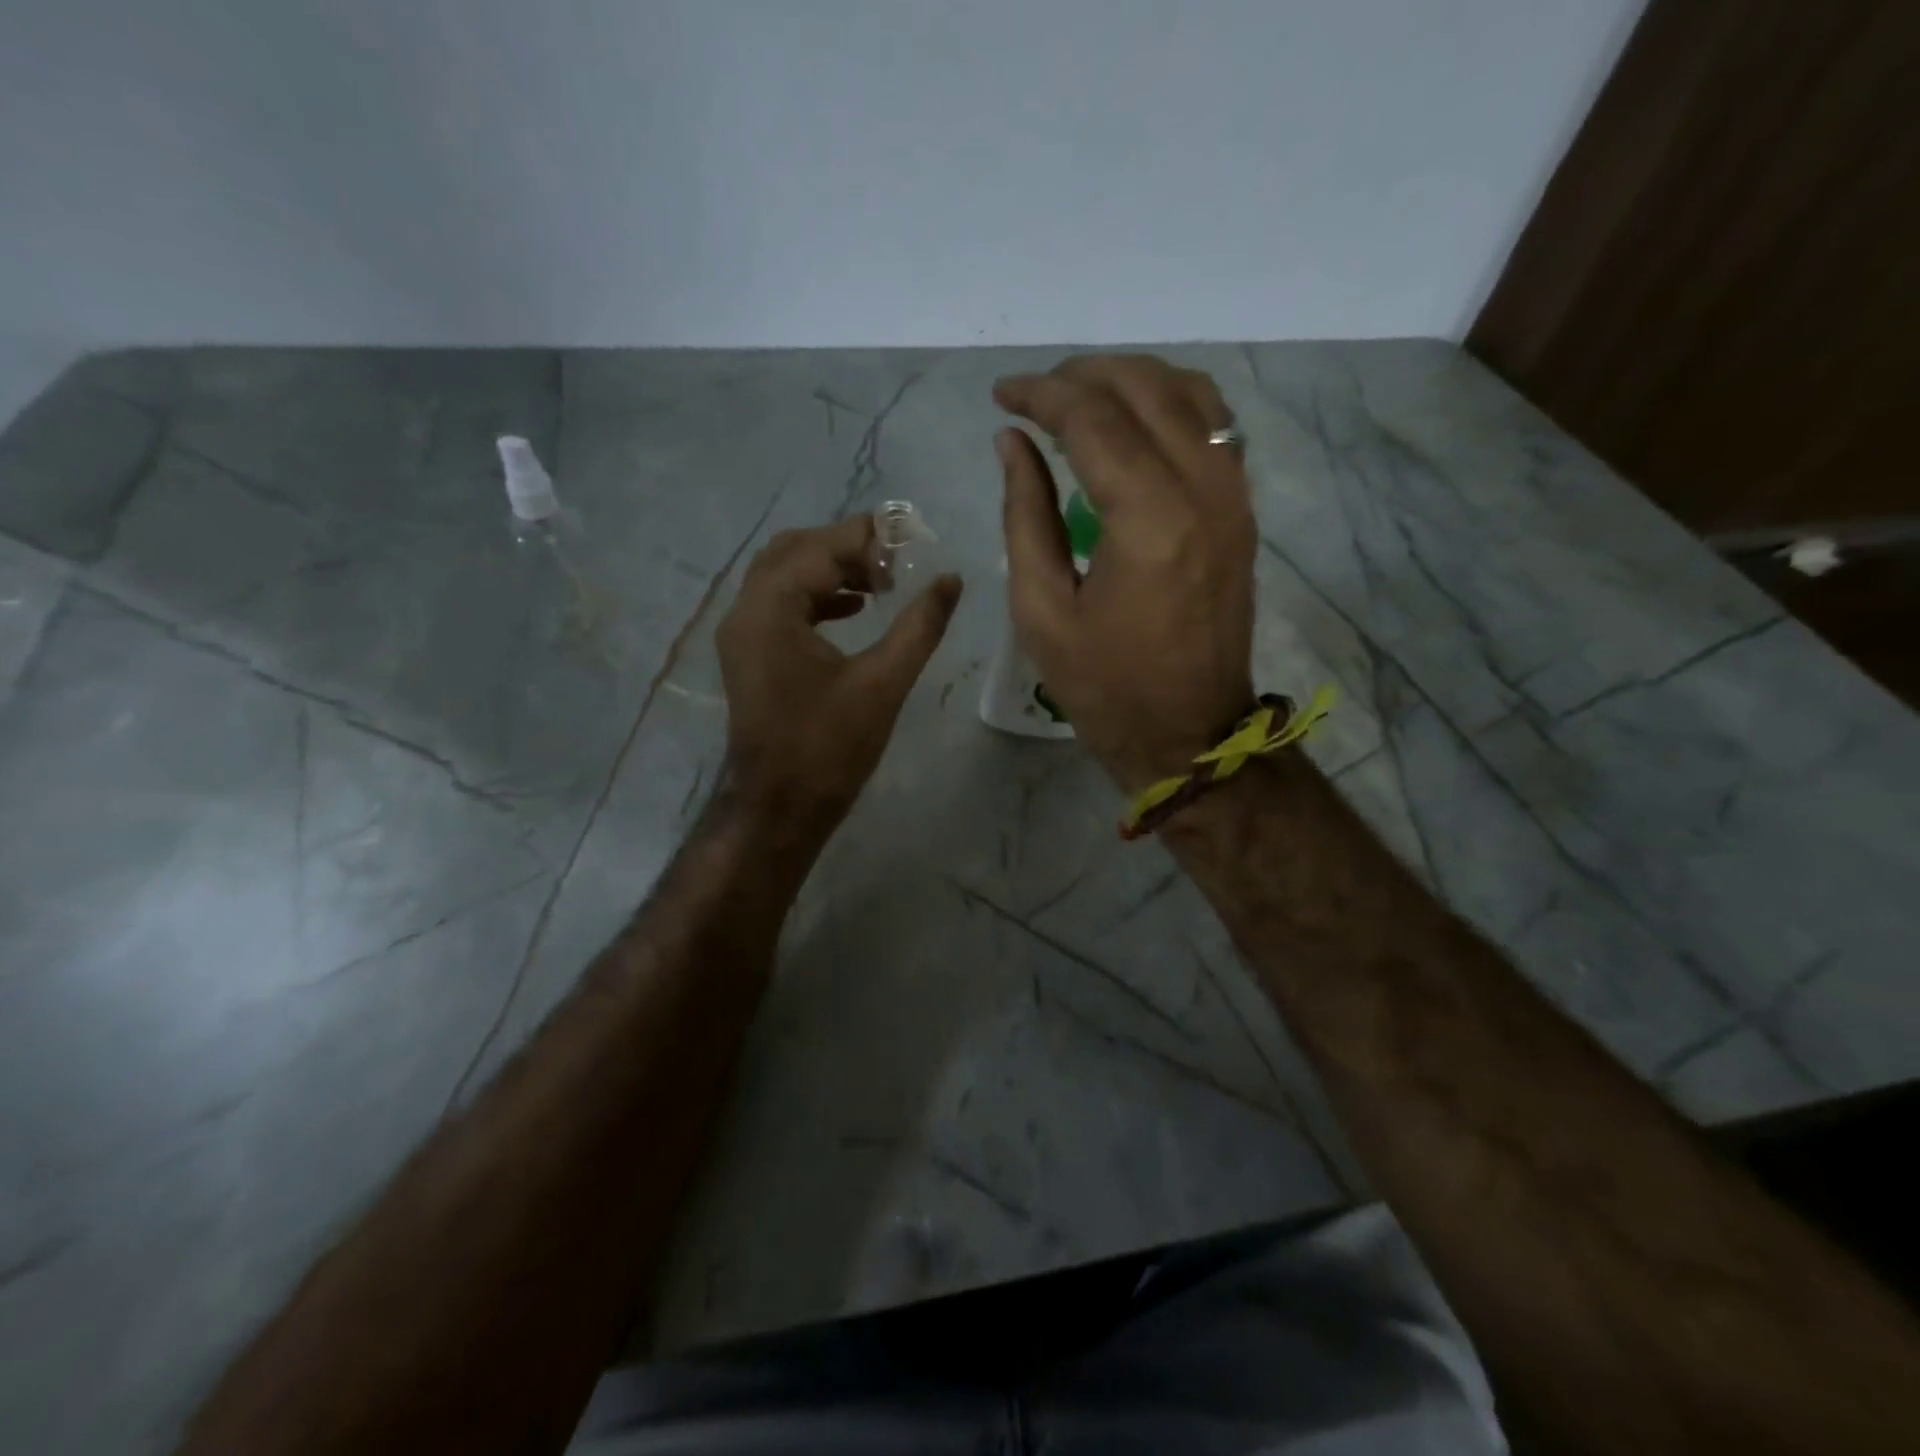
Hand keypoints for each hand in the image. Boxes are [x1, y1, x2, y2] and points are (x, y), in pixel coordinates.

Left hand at [716, 515, 962, 834]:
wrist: (780, 808)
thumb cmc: (829, 749)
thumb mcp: (883, 683)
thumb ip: (919, 625)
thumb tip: (951, 579)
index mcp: (771, 610)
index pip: (820, 548)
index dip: (868, 538)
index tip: (913, 542)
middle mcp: (745, 611)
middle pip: (794, 550)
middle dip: (846, 547)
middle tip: (895, 560)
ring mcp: (742, 634)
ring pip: (784, 575)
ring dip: (830, 569)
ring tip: (882, 582)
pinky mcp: (749, 655)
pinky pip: (780, 604)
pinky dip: (816, 595)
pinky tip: (854, 609)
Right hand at [994, 355, 1255, 790]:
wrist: (1189, 735)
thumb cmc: (1104, 686)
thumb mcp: (1042, 610)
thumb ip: (1025, 516)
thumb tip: (1013, 443)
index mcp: (1148, 519)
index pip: (1092, 418)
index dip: (1041, 394)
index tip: (1002, 395)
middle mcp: (1203, 489)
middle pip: (1145, 387)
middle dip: (1083, 376)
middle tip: (1036, 395)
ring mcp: (1233, 496)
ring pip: (1190, 393)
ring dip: (1131, 381)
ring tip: (1081, 400)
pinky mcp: (1242, 511)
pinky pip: (1215, 427)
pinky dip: (1171, 406)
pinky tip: (1135, 425)